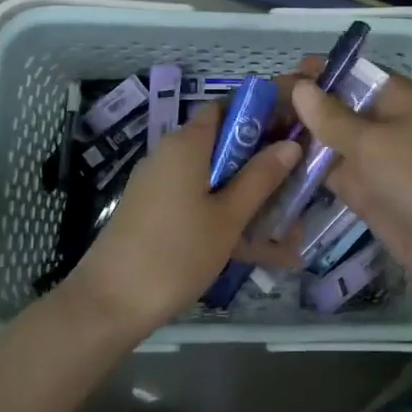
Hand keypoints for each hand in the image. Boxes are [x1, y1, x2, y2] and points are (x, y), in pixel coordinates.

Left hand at [73, 103, 298, 332]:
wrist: (109, 304)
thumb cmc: (176, 253)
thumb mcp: (228, 217)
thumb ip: (260, 178)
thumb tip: (290, 144)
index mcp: (187, 144)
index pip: (228, 107)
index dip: (263, 113)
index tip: (296, 130)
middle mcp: (172, 155)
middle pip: (226, 145)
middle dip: (265, 162)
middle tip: (302, 180)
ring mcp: (163, 186)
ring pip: (218, 180)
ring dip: (253, 197)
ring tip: (294, 227)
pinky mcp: (158, 213)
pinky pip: (202, 204)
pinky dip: (230, 218)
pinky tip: (266, 252)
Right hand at [252, 67, 411, 306]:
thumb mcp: (372, 142)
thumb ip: (332, 117)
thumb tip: (300, 87)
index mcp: (394, 97)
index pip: (348, 74)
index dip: (313, 75)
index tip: (272, 83)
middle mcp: (382, 122)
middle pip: (334, 107)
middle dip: (299, 109)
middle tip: (250, 115)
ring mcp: (372, 158)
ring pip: (328, 141)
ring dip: (297, 140)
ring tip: (250, 139)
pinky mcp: (365, 191)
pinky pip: (330, 174)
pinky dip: (305, 171)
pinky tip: (269, 170)